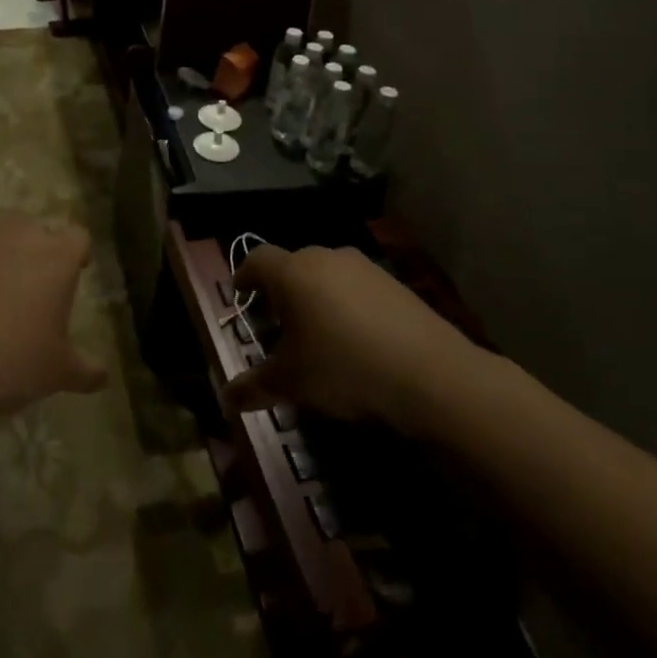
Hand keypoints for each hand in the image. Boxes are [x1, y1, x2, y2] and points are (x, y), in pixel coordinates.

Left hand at [0, 214, 105, 424]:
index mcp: (55, 256)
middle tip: (29, 287)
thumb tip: (103, 377)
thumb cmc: (6, 360)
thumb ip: (84, 370)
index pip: (78, 238)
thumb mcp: (54, 373)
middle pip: (34, 229)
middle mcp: (17, 233)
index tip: (74, 273)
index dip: (77, 254)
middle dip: (35, 251)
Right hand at [222, 245, 484, 430]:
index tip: (241, 294)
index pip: (256, 259)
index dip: (244, 276)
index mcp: (292, 273)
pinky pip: (356, 286)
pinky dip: (347, 303)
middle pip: (291, 265)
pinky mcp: (394, 282)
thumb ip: (255, 386)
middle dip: (280, 290)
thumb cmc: (344, 368)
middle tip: (277, 321)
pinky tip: (355, 337)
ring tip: (318, 331)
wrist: (430, 374)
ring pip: (326, 274)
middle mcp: (325, 258)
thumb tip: (226, 399)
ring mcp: (363, 267)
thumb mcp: (292, 383)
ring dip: (315, 295)